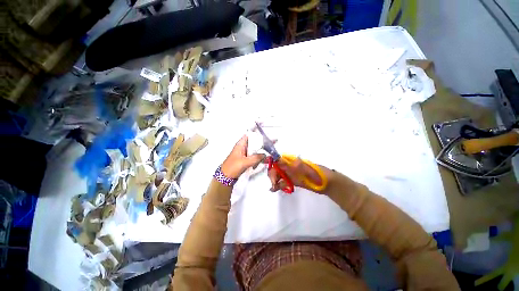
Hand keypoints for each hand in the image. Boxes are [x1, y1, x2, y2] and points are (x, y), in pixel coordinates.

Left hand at [221, 135, 265, 178]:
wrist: (226, 177)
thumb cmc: (233, 167)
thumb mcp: (245, 162)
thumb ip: (256, 158)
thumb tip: (265, 155)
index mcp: (240, 144)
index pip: (250, 135)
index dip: (257, 135)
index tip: (266, 137)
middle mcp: (243, 147)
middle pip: (253, 142)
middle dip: (260, 144)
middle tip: (269, 146)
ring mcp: (244, 153)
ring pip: (254, 150)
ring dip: (259, 152)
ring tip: (266, 154)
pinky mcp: (245, 159)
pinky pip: (253, 156)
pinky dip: (257, 157)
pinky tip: (260, 161)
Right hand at [267, 157, 333, 192]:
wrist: (327, 183)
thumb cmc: (317, 173)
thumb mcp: (305, 169)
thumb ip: (292, 165)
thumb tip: (278, 160)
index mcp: (292, 161)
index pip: (278, 160)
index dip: (272, 162)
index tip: (268, 167)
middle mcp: (289, 167)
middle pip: (276, 168)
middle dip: (273, 174)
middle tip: (274, 183)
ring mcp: (291, 174)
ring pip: (278, 175)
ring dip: (274, 180)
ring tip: (273, 187)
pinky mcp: (293, 181)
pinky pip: (283, 182)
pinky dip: (277, 185)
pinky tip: (273, 189)